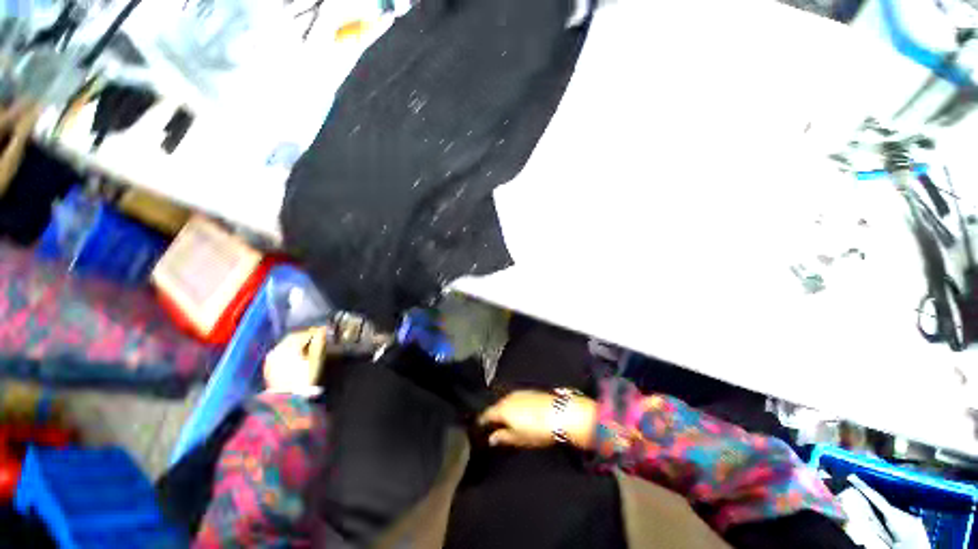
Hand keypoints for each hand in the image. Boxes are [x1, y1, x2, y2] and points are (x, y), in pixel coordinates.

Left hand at [263, 327, 326, 396]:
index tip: (323, 331)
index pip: (304, 334)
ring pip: (285, 343)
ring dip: (297, 342)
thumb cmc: (304, 378)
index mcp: (290, 347)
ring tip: (307, 346)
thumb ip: (318, 344)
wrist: (287, 398)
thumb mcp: (315, 360)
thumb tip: (322, 330)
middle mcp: (278, 349)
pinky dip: (289, 349)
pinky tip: (296, 354)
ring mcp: (271, 357)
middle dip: (305, 335)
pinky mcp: (269, 364)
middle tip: (316, 337)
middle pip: (293, 337)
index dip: (314, 332)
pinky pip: (280, 351)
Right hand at [478, 390, 597, 449]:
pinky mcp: (531, 391)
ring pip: (507, 401)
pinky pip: (517, 398)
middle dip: (494, 415)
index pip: (486, 414)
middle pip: (496, 406)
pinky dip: (515, 405)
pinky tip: (520, 413)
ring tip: (507, 421)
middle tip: (493, 427)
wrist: (560, 413)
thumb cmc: (537, 429)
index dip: (481, 421)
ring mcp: (520, 392)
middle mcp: (509, 397)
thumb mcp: (518, 438)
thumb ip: (503, 437)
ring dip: (505, 409)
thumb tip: (491, 438)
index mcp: (502, 408)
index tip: (479, 428)